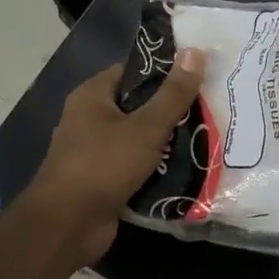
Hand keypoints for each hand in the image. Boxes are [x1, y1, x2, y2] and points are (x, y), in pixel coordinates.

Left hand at [22, 50, 204, 263]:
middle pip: (139, 105)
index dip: (165, 70)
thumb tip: (196, 51)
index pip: (133, 71)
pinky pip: (137, 166)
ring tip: (209, 135)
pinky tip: (189, 166)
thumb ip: (173, 94)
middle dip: (172, 109)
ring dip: (168, 141)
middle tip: (211, 106)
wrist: (67, 226)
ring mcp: (96, 151)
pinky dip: (158, 167)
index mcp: (93, 95)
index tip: (199, 73)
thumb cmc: (103, 165)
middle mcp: (91, 119)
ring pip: (140, 138)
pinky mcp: (104, 180)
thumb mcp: (145, 127)